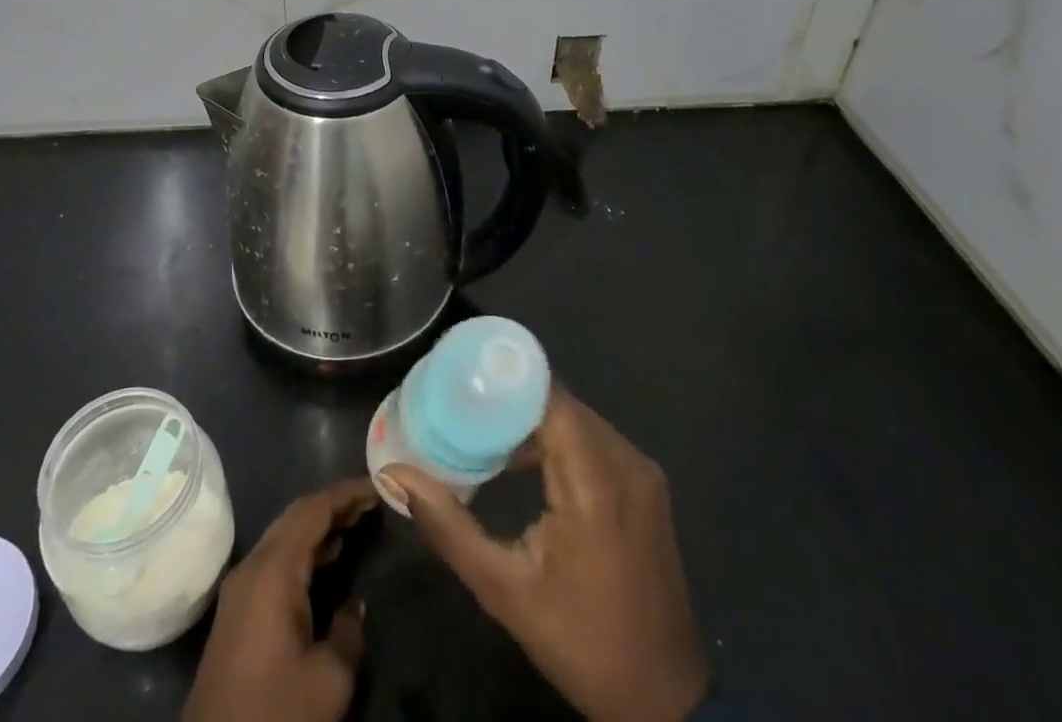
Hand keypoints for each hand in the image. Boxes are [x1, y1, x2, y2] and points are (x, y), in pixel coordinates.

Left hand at [182, 477, 378, 721]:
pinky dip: (305, 548)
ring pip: (285, 535)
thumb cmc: (275, 713)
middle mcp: (254, 565)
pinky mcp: (238, 608)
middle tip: (371, 501)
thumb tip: (354, 605)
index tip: (378, 485)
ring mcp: (241, 586)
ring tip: (357, 523)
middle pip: (297, 515)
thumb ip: (349, 632)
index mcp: (274, 569)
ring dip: (319, 525)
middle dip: (334, 503)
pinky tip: (328, 559)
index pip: (313, 509)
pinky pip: (276, 558)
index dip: (346, 493)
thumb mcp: (328, 680)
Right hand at [382, 387, 710, 721]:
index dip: (506, 378)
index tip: (462, 373)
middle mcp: (626, 462)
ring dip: (534, 417)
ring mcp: (642, 473)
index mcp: (596, 482)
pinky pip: (594, 439)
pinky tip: (524, 458)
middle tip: (461, 400)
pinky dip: (559, 437)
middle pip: (560, 402)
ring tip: (483, 425)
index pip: (549, 396)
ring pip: (577, 418)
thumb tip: (396, 474)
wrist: (664, 702)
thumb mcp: (504, 591)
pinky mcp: (646, 486)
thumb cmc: (581, 643)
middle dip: (511, 397)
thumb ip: (448, 527)